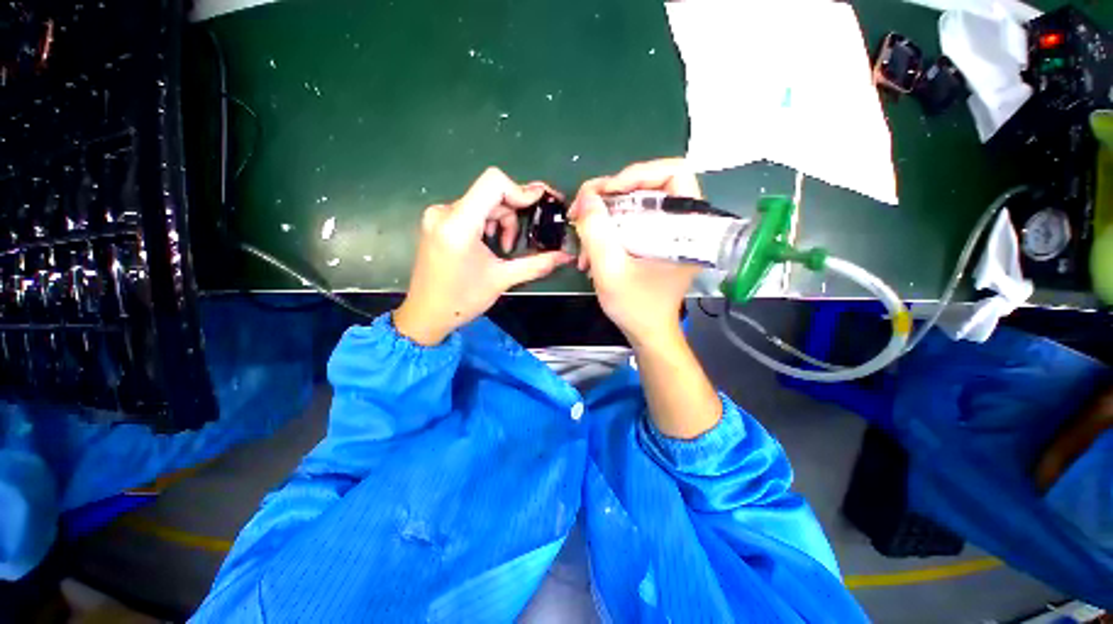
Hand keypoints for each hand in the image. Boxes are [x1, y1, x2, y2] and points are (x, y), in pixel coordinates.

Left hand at [394, 168, 572, 345]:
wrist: (426, 314)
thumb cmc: (462, 300)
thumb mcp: (502, 280)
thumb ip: (537, 264)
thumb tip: (565, 256)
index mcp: (458, 224)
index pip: (493, 182)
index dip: (521, 190)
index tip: (537, 208)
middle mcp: (444, 212)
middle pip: (490, 194)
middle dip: (512, 214)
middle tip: (520, 242)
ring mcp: (438, 216)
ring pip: (481, 202)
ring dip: (500, 220)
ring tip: (504, 248)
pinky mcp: (437, 222)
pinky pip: (470, 210)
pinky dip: (486, 222)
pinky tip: (489, 244)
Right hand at [569, 158, 702, 346]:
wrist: (647, 333)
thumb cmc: (636, 307)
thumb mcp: (610, 271)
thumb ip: (596, 232)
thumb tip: (586, 196)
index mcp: (687, 226)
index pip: (673, 173)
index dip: (638, 174)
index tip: (606, 193)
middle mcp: (682, 224)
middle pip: (648, 186)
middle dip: (610, 197)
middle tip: (583, 211)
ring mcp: (668, 233)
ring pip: (634, 204)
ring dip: (604, 216)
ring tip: (582, 238)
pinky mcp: (656, 242)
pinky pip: (631, 221)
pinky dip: (609, 229)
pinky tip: (592, 250)